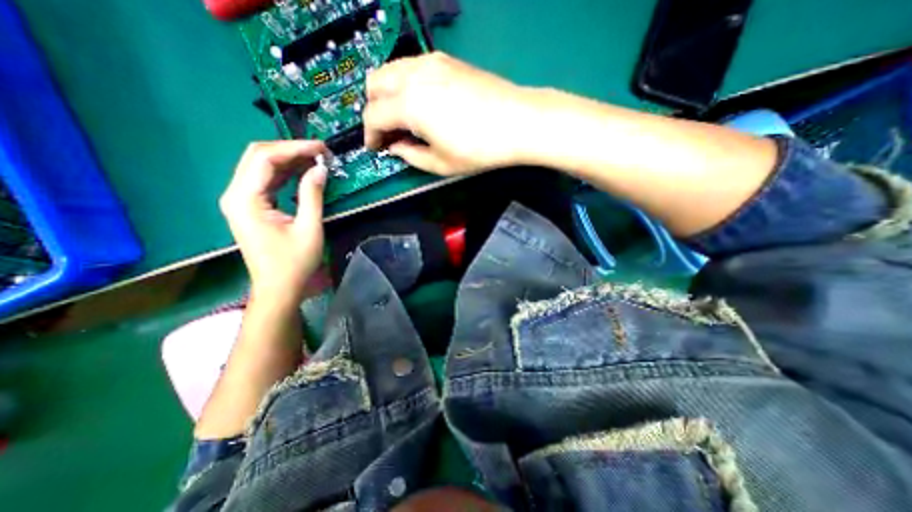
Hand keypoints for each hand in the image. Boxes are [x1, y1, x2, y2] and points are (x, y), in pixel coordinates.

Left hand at [221, 140, 328, 306]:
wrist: (278, 288)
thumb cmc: (294, 262)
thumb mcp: (309, 228)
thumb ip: (312, 195)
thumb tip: (321, 168)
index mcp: (245, 199)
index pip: (264, 158)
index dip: (294, 148)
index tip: (322, 148)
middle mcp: (236, 194)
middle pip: (258, 157)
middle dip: (290, 150)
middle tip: (320, 152)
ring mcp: (241, 200)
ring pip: (261, 166)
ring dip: (288, 160)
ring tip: (316, 159)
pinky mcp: (250, 207)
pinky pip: (266, 181)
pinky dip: (285, 173)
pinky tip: (303, 172)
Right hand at [363, 52, 534, 176]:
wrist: (518, 122)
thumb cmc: (479, 150)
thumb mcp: (441, 164)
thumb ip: (410, 156)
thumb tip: (395, 147)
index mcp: (410, 105)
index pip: (374, 116)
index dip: (370, 135)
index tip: (375, 148)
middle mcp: (413, 76)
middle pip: (374, 85)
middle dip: (373, 110)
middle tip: (386, 133)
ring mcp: (430, 62)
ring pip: (390, 70)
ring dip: (386, 94)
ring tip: (400, 118)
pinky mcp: (446, 59)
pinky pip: (411, 66)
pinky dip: (404, 83)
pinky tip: (419, 102)